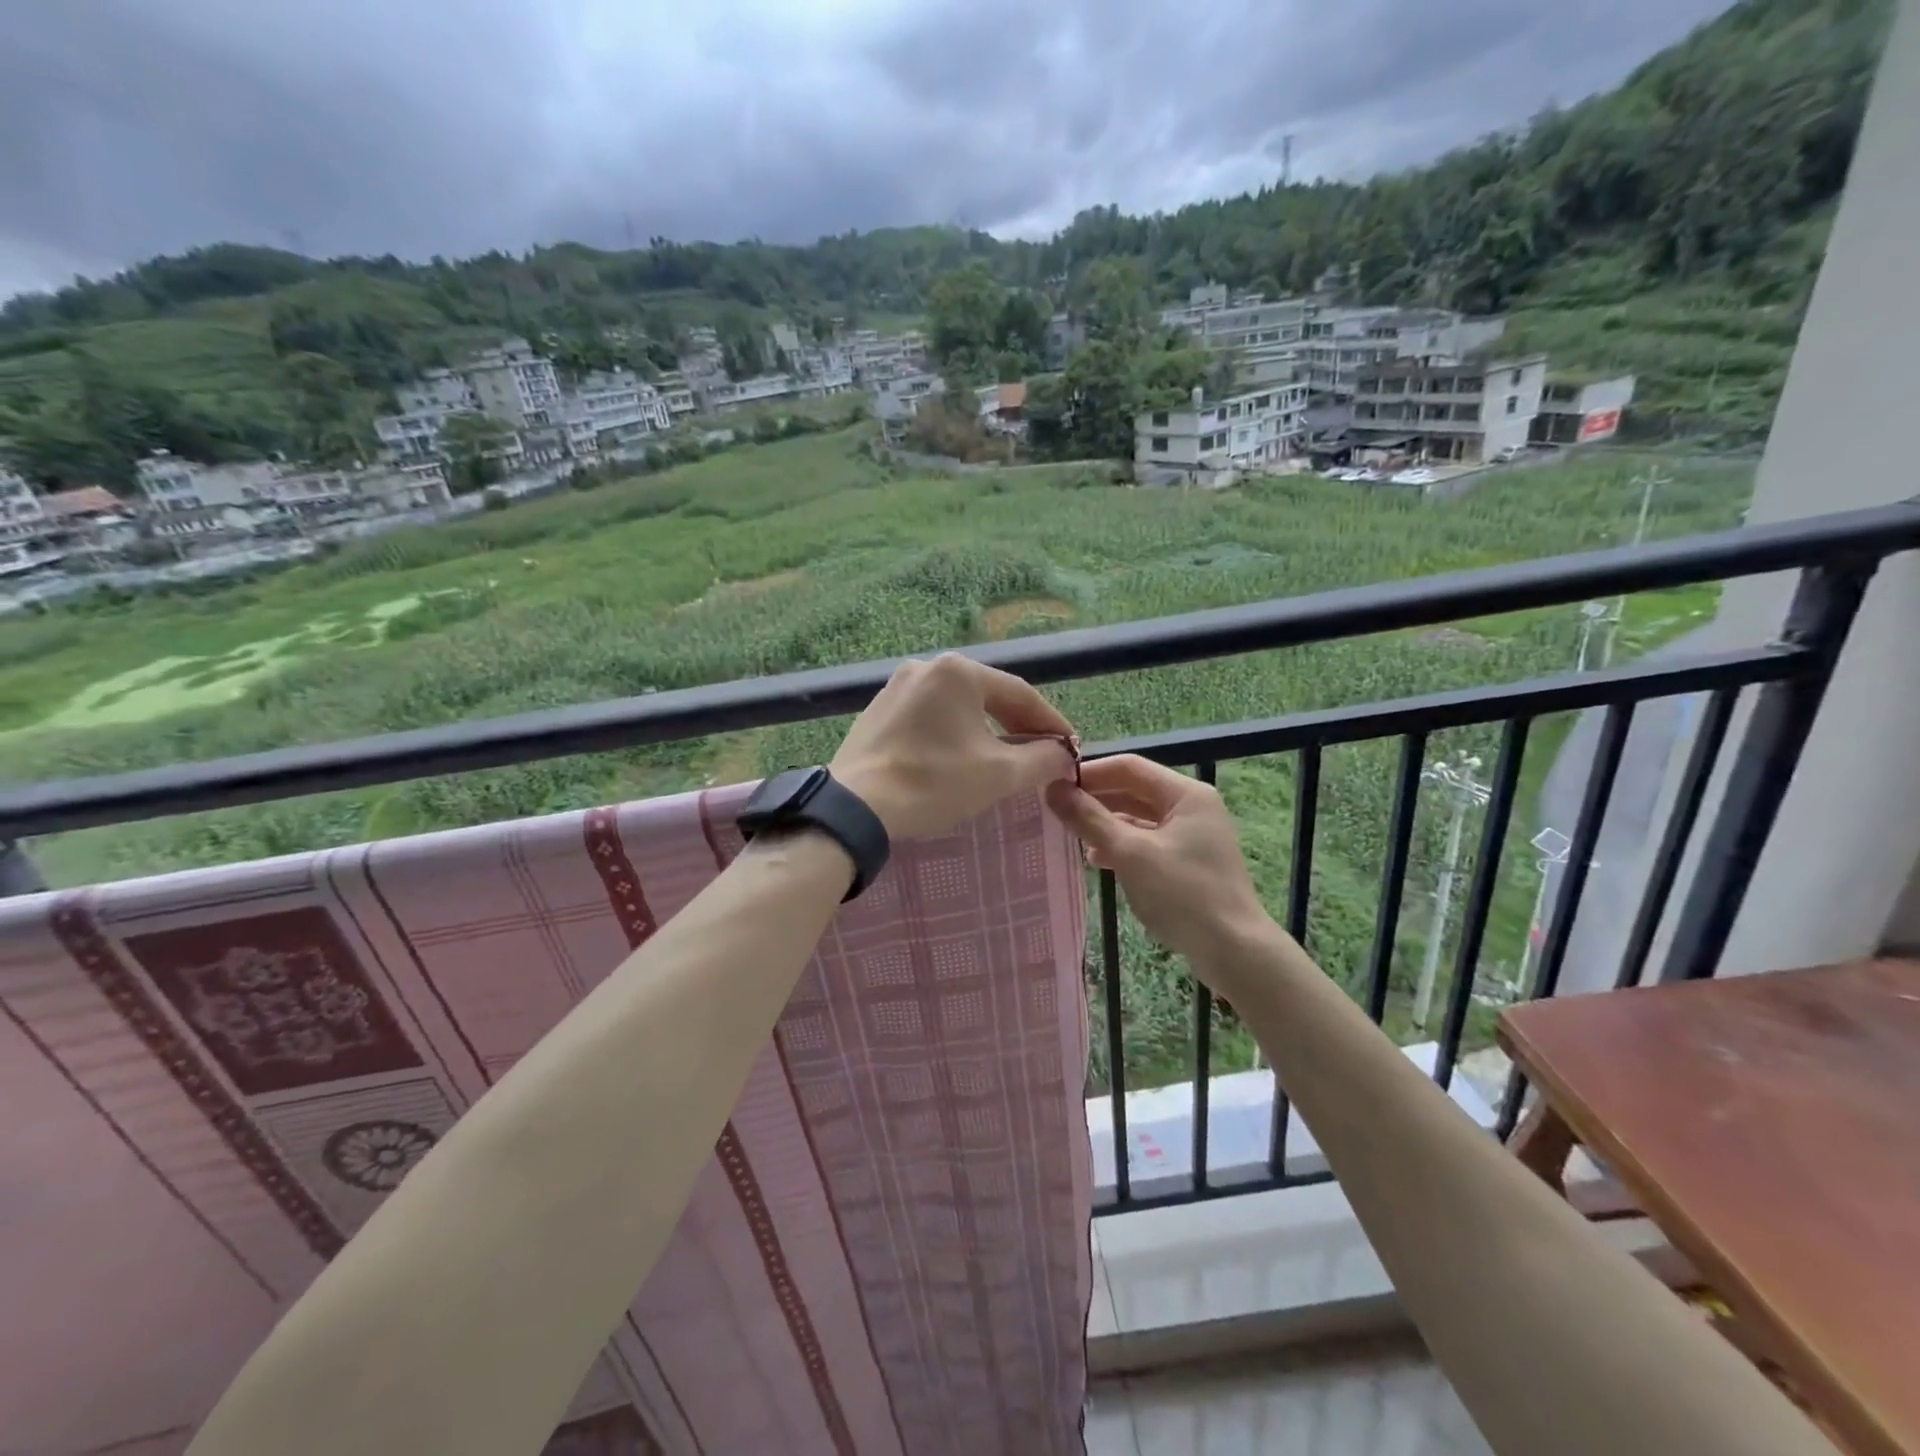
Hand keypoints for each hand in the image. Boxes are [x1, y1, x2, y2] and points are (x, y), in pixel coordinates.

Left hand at [832, 655, 1077, 838]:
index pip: (1020, 694)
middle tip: (1041, 753)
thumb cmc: (934, 782)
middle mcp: (926, 668)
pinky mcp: (877, 713)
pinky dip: (951, 736)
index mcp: (958, 671)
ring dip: (985, 731)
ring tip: (1004, 758)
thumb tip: (1062, 754)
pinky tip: (958, 760)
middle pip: (987, 697)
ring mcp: (896, 688)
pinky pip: (928, 719)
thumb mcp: (1000, 774)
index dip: (1050, 722)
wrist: (856, 807)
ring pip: (956, 708)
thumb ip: (1041, 759)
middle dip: (1018, 725)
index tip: (1070, 747)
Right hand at [1045, 755, 1276, 975]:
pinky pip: (1147, 843)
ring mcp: (1193, 837)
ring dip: (1105, 824)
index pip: (1129, 767)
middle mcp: (1192, 808)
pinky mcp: (1189, 864)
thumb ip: (1089, 818)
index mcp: (1185, 794)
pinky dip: (1122, 847)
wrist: (1234, 952)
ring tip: (1071, 835)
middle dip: (1095, 800)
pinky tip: (1097, 860)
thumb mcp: (1130, 853)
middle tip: (1056, 810)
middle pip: (1134, 791)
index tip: (1054, 784)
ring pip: (1139, 819)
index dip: (1090, 773)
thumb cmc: (1183, 894)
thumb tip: (1053, 789)